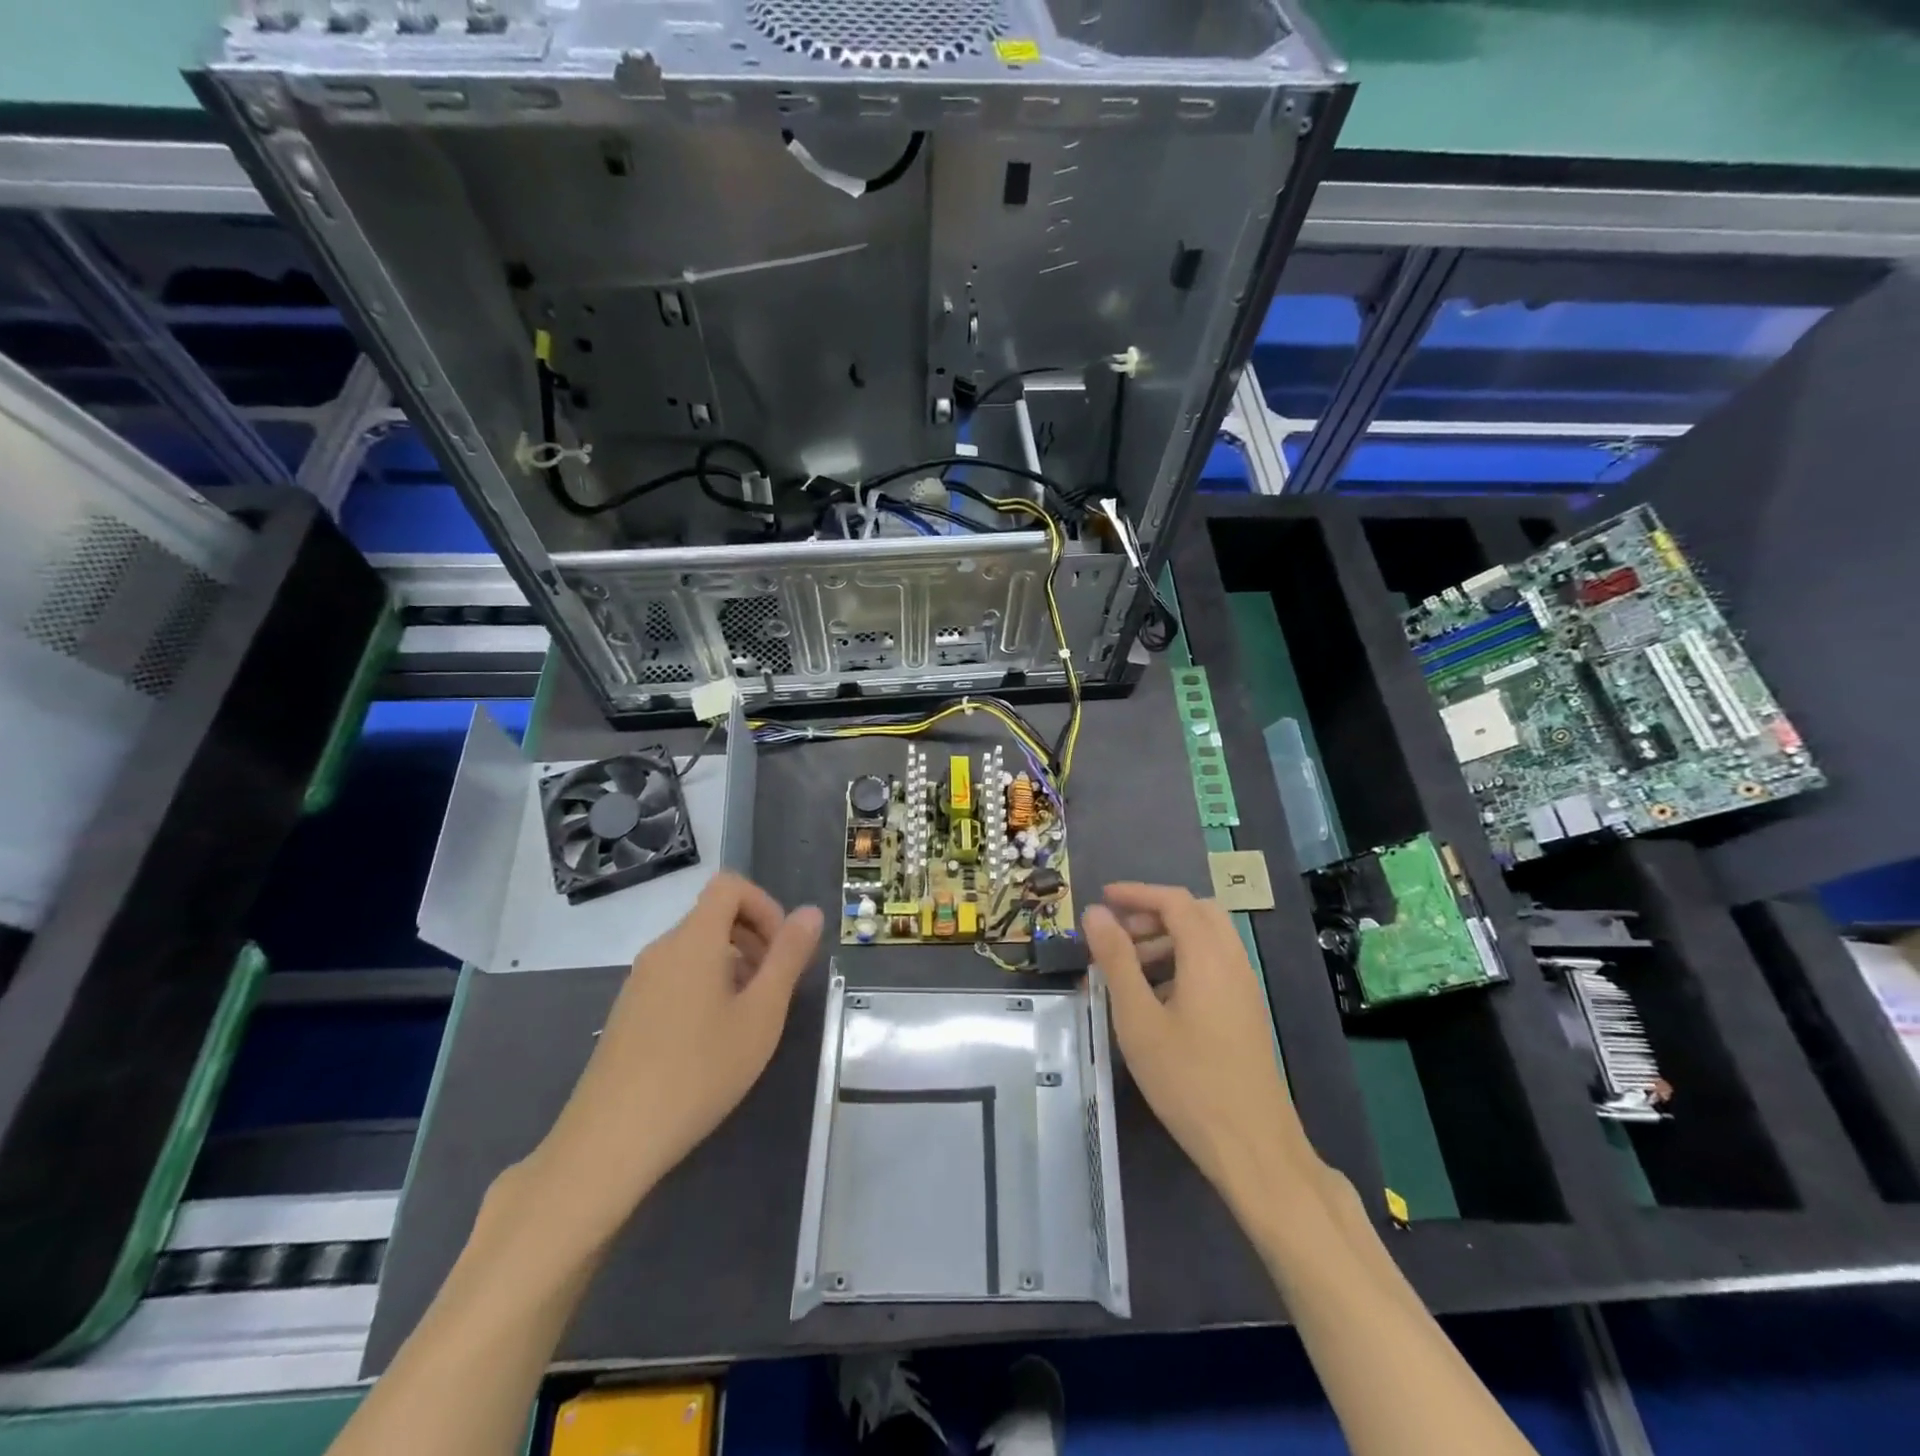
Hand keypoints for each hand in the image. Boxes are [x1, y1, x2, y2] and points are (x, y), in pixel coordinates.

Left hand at [528, 872, 823, 1245]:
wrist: (610, 1141)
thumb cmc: (698, 1072)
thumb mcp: (761, 1014)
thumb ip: (788, 957)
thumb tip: (810, 912)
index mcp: (693, 940)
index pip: (730, 886)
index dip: (765, 906)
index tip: (782, 951)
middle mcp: (662, 949)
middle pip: (714, 915)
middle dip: (755, 937)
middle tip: (775, 988)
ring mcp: (639, 981)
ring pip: (696, 949)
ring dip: (733, 965)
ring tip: (749, 1019)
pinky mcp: (628, 1012)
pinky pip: (676, 976)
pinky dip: (706, 986)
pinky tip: (713, 1040)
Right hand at [1083, 883, 1317, 1216]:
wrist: (1254, 1148)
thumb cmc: (1188, 1080)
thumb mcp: (1138, 1018)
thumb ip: (1116, 959)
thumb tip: (1095, 913)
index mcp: (1208, 955)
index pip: (1174, 900)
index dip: (1136, 893)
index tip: (1102, 899)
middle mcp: (1233, 962)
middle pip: (1196, 913)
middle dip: (1154, 914)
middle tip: (1118, 936)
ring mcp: (1244, 988)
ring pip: (1207, 941)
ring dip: (1167, 941)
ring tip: (1129, 972)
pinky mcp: (1246, 1013)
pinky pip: (1214, 967)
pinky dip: (1183, 964)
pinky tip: (1156, 1001)